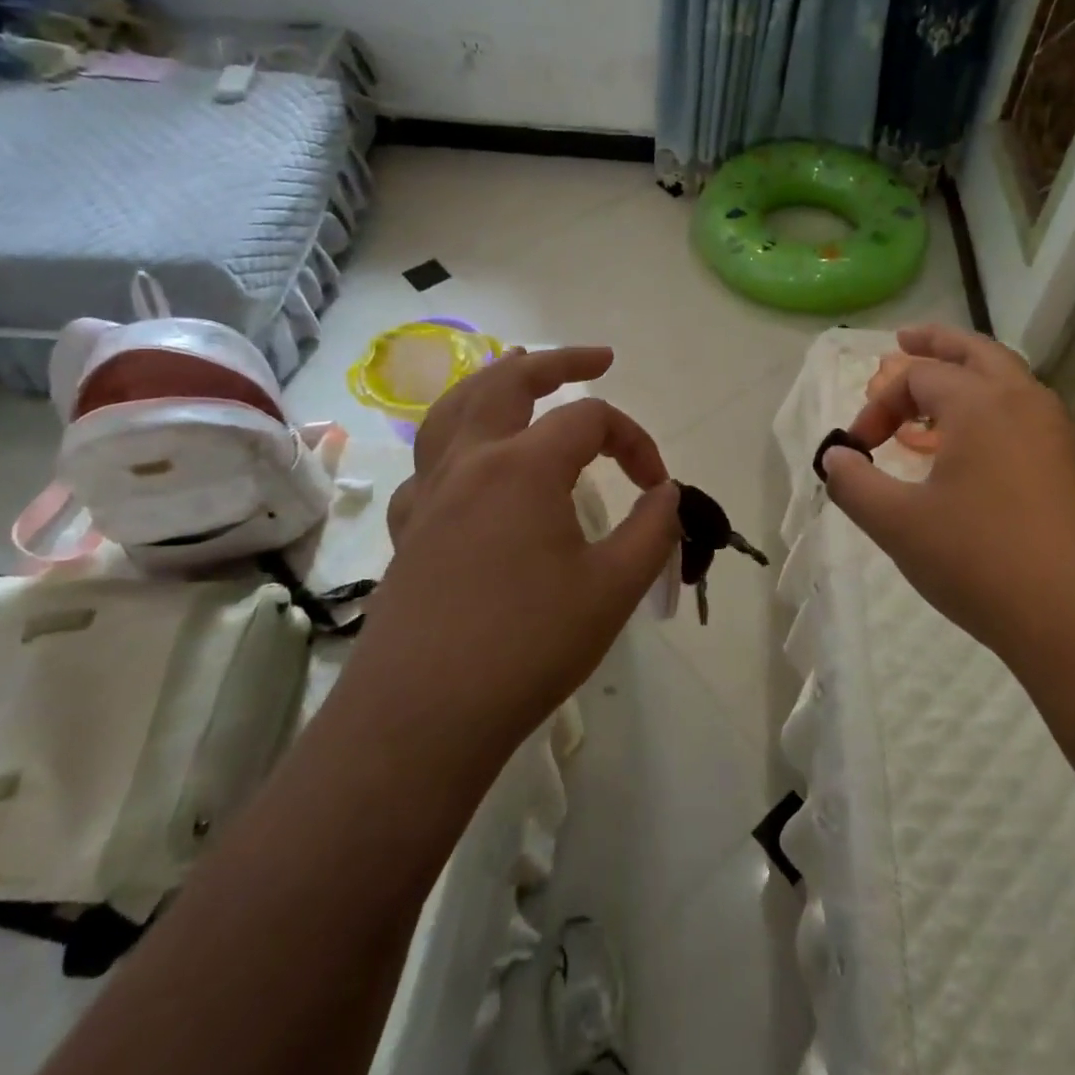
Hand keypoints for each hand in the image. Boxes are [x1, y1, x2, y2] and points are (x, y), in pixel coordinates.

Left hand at [350, 349, 681, 758]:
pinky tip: (468, 464)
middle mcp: (471, 461)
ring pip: (455, 407)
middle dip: (560, 361)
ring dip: (494, 381)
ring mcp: (429, 492)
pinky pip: (429, 462)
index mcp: (523, 465)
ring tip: (519, 369)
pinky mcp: (408, 528)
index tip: (657, 488)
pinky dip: (455, 442)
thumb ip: (652, 530)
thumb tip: (666, 494)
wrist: (422, 716)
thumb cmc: (527, 646)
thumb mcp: (613, 588)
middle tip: (599, 358)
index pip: (592, 419)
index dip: (635, 442)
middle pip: (511, 380)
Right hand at [822, 325, 1074, 672]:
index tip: (859, 448)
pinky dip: (994, 412)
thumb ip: (854, 484)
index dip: (879, 404)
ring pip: (1010, 383)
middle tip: (905, 341)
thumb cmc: (982, 562)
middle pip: (977, 352)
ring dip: (969, 378)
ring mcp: (1062, 435)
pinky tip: (976, 453)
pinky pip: (1028, 418)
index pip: (918, 377)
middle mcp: (1026, 403)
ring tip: (936, 398)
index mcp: (981, 403)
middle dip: (937, 343)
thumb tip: (835, 458)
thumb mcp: (898, 525)